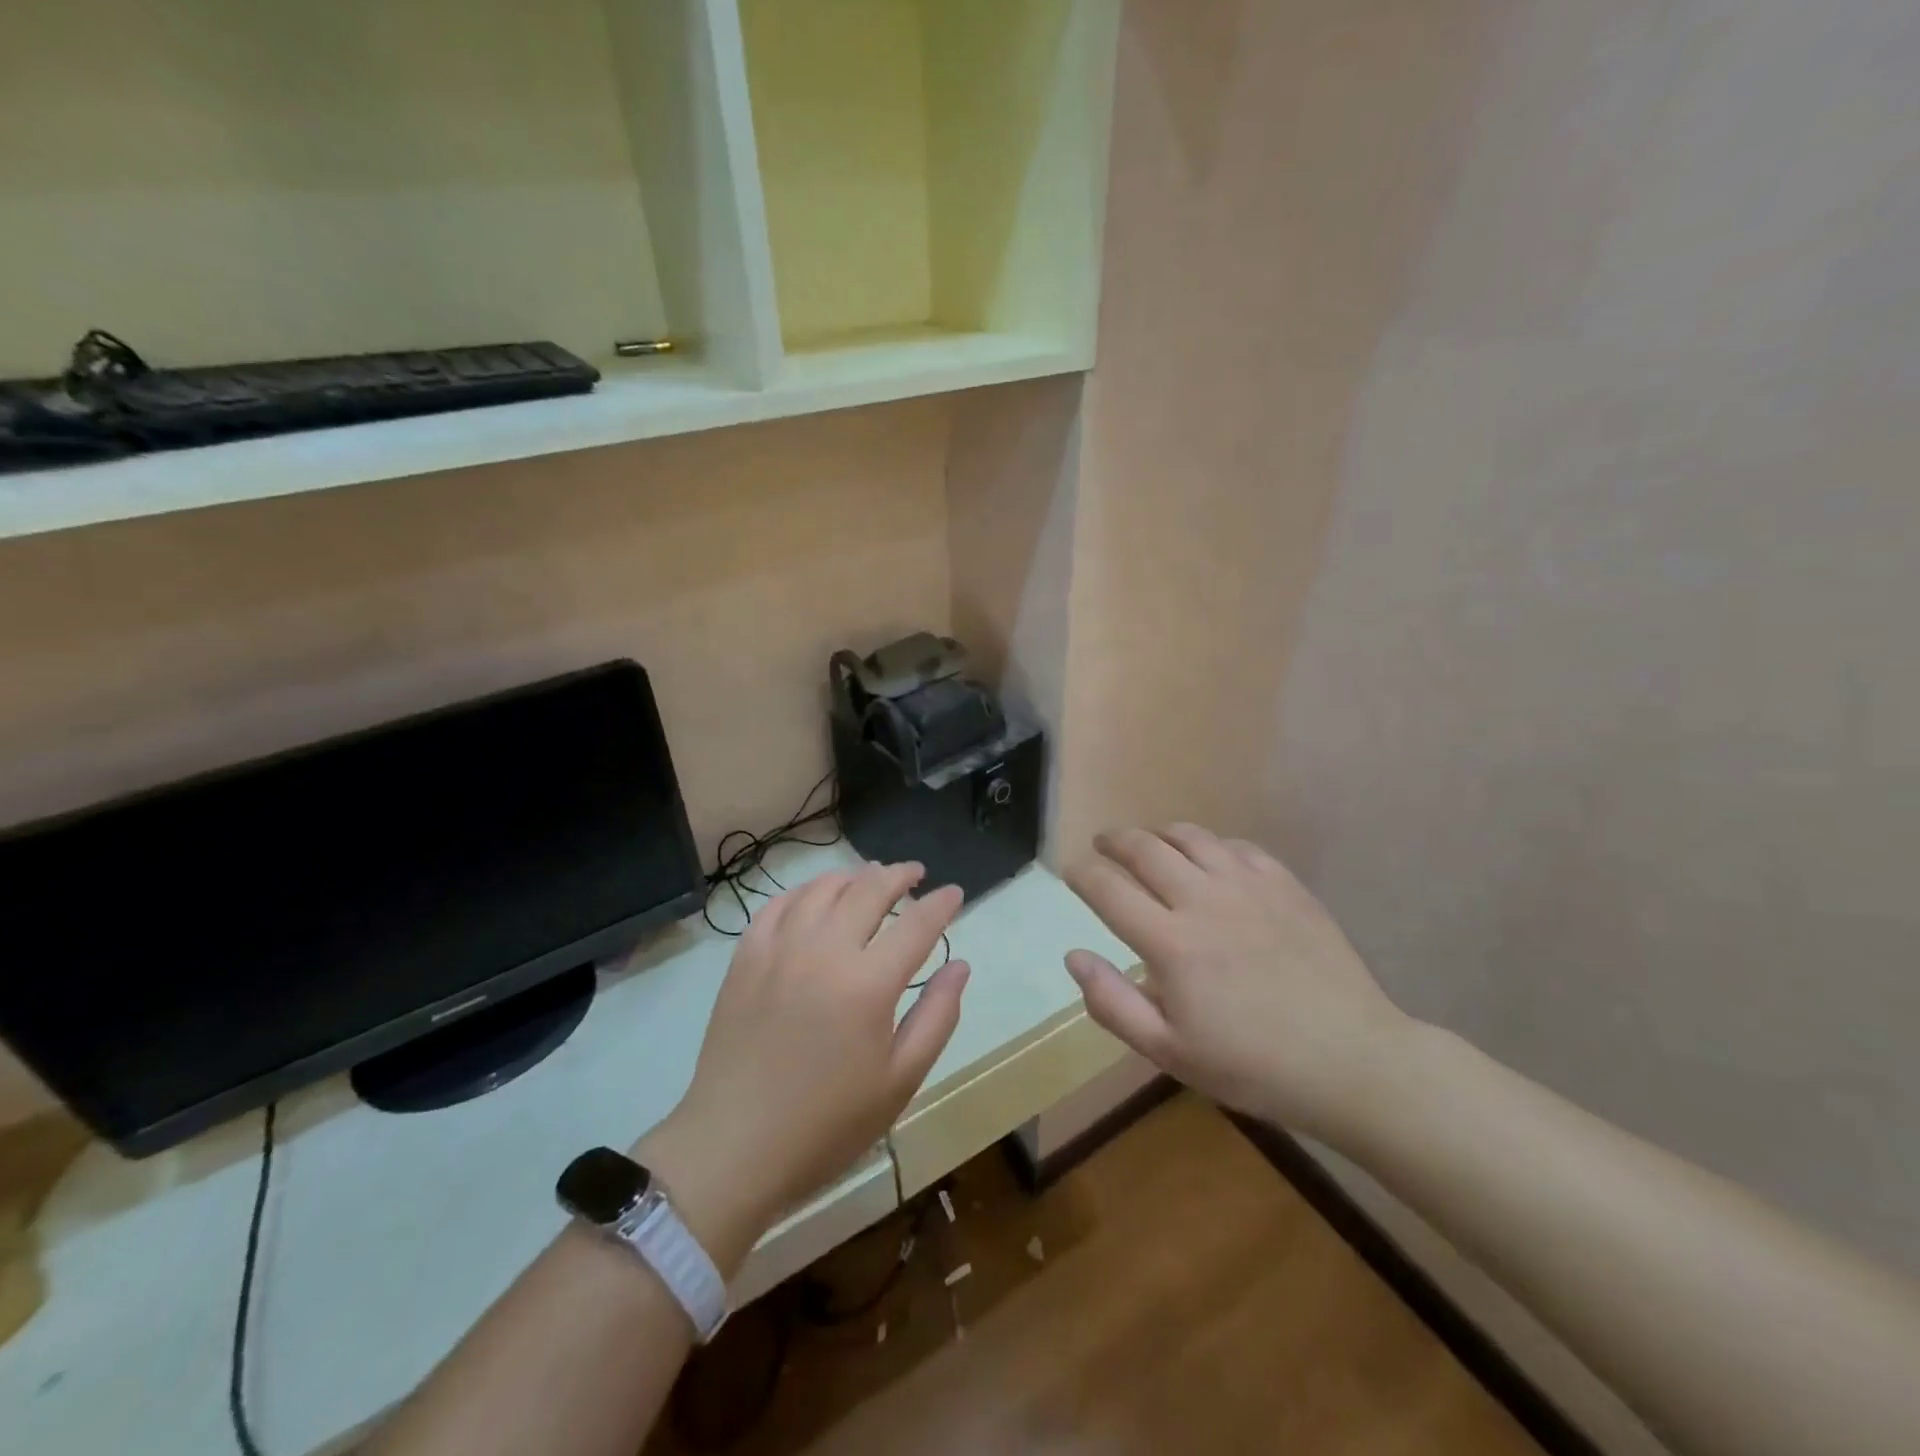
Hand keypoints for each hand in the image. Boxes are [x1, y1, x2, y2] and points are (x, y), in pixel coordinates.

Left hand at [641, 864, 969, 1271]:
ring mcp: (779, 948)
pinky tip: (814, 897)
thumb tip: (960, 965)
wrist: (734, 1147)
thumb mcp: (900, 1080)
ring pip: (823, 888)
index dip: (941, 903)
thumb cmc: (828, 1124)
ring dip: (854, 876)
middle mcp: (825, 950)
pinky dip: (804, 891)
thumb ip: (937, 1016)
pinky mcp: (745, 957)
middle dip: (900, 875)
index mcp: (868, 983)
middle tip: (916, 874)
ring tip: (870, 878)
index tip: (954, 893)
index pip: (917, 923)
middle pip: (870, 890)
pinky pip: (778, 904)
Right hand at [1063, 825, 1411, 1143]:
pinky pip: (1236, 846)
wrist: (1351, 1060)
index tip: (1071, 871)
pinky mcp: (1285, 884)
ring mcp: (1248, 886)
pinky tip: (1209, 859)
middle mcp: (1204, 900)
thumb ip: (1113, 1003)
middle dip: (1113, 840)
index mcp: (1171, 943)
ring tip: (1149, 842)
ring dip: (1158, 834)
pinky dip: (1210, 844)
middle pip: (1144, 848)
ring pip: (1190, 837)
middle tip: (1102, 844)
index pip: (1109, 889)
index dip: (1082, 874)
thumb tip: (1074, 956)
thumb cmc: (1252, 1066)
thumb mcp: (1170, 1052)